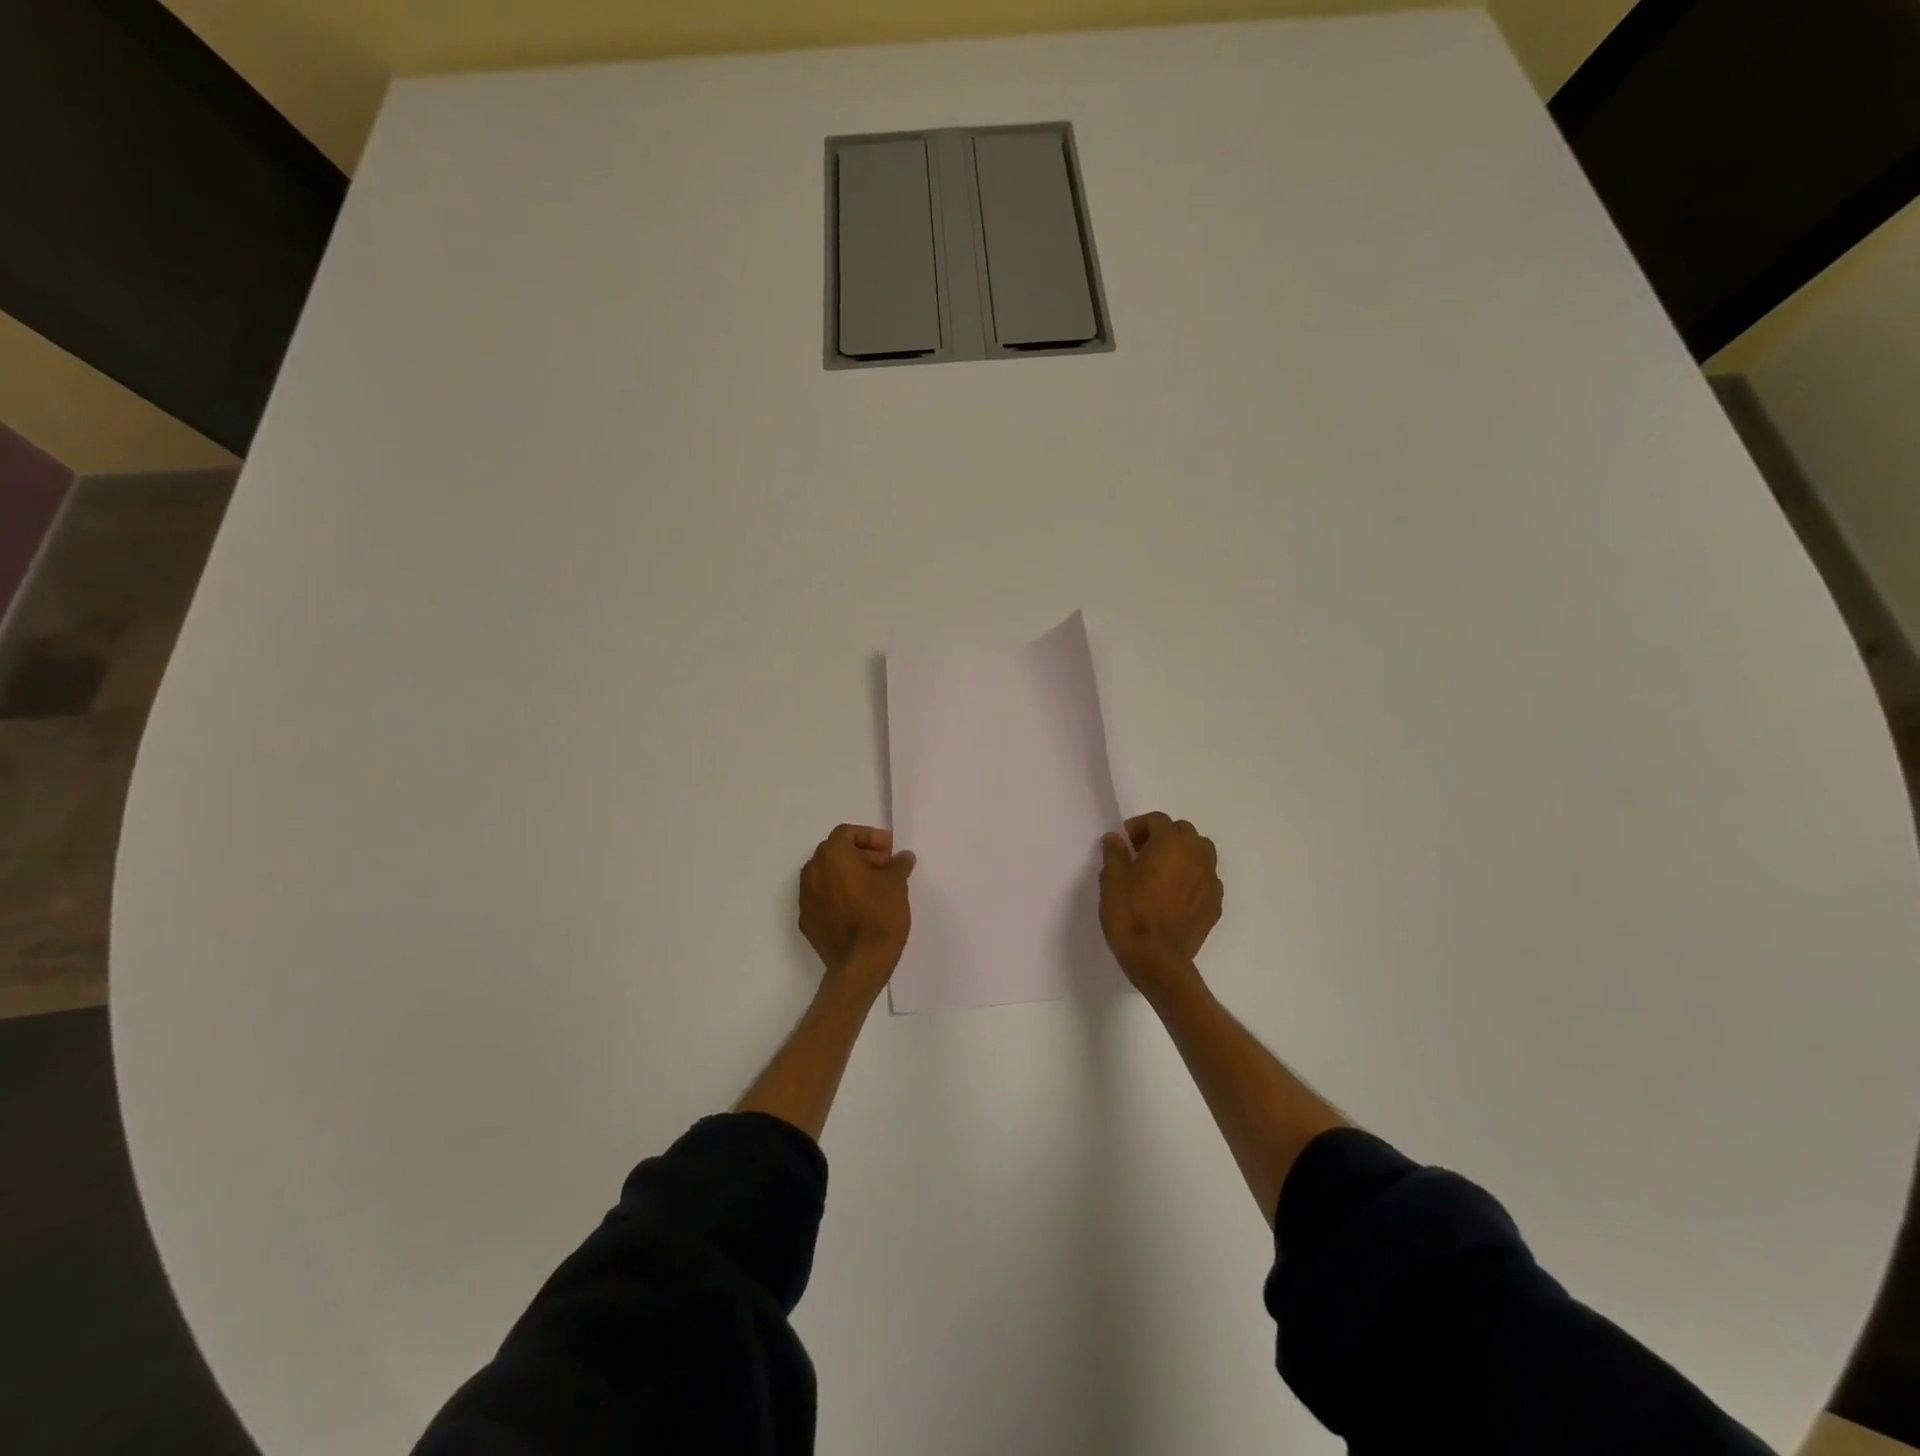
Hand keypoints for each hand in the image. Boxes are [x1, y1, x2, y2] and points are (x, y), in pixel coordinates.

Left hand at [799, 824, 915, 993]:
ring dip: (848, 875)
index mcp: (832, 855)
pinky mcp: (807, 921)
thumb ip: (898, 865)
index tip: (889, 849)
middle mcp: (812, 871)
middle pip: (835, 852)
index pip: (847, 833)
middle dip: (860, 855)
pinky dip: (839, 896)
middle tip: (885, 867)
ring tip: (873, 888)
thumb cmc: (879, 914)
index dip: (870, 837)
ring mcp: (805, 898)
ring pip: (827, 875)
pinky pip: (823, 898)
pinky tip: (859, 908)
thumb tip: (902, 858)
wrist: (860, 964)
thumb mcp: (897, 884)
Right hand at [1099, 812, 1221, 995]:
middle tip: (1143, 853)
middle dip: (1164, 836)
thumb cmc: (1130, 913)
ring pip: (1202, 854)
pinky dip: (1193, 878)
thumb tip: (1116, 838)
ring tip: (1163, 872)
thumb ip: (1115, 853)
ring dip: (1183, 854)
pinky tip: (1176, 895)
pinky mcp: (1215, 905)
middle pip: (1184, 832)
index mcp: (1171, 844)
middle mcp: (1197, 856)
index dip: (1140, 826)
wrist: (1156, 959)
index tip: (1125, 841)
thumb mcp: (1112, 879)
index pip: (1159, 820)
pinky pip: (1206, 880)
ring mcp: (1210, 881)